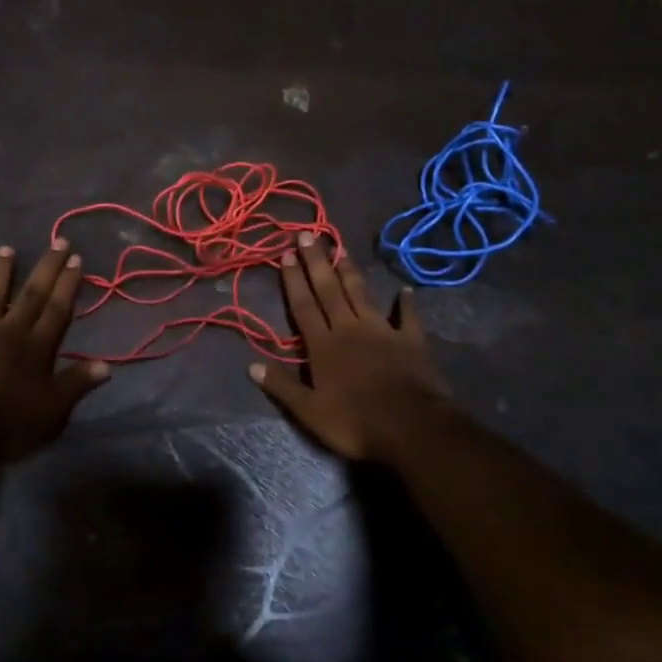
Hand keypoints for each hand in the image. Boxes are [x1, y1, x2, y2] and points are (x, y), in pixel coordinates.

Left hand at [0, 242, 109, 461]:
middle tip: (58, 242)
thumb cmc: (7, 426)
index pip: (58, 310)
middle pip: (32, 295)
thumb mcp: (52, 412)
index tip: (77, 260)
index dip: (69, 285)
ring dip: (2, 271)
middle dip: (47, 268)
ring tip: (7, 248)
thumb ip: (77, 384)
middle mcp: (9, 332)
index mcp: (37, 349)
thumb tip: (107, 364)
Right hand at [250, 232, 450, 461]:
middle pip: (329, 290)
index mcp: (323, 345)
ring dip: (350, 271)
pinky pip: (408, 316)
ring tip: (341, 248)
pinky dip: (407, 302)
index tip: (287, 253)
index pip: (303, 306)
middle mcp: (350, 329)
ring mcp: (382, 331)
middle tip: (309, 234)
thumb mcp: (309, 411)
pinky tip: (405, 289)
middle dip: (317, 262)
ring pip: (361, 294)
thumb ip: (282, 386)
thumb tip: (250, 365)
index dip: (294, 280)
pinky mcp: (411, 340)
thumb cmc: (354, 421)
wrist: (410, 427)